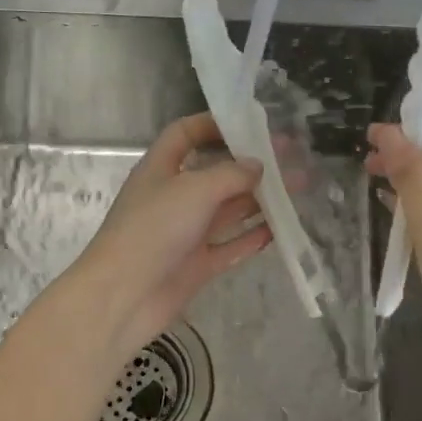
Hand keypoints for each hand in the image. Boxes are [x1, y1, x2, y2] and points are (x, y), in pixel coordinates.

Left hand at [71, 113, 271, 355]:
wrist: (123, 296)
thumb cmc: (154, 229)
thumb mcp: (194, 190)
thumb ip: (230, 174)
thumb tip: (257, 166)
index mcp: (161, 168)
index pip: (185, 134)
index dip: (213, 125)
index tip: (250, 124)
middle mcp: (174, 196)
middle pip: (215, 172)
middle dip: (251, 165)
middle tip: (290, 157)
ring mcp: (186, 232)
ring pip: (228, 209)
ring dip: (261, 199)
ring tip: (298, 189)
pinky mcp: (197, 264)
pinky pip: (230, 245)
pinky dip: (252, 236)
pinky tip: (280, 229)